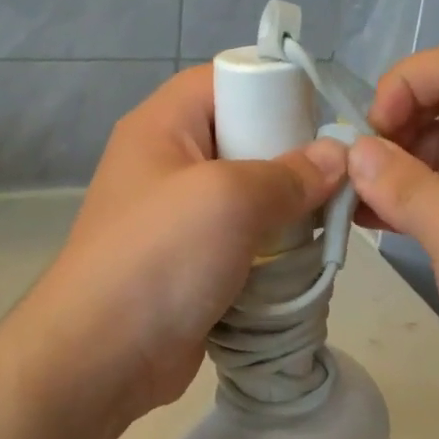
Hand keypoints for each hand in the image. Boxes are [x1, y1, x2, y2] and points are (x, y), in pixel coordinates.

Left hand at [0, 67, 346, 438]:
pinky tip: (305, 260)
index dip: (274, 89)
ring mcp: (177, 217)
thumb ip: (289, 174)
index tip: (323, 121)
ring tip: (328, 223)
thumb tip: (337, 157)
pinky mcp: (190, 263)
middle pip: (242, 138)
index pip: (224, 80)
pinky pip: (242, 240)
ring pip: (247, 195)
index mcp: (163, 126)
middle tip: (335, 180)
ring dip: (286, 210)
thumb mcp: (229, 200)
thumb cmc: (160, 258)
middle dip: (290, 158)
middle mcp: (167, 163)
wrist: (101, 358)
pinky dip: (271, 248)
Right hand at [348, 45, 438, 438]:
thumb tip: (354, 151)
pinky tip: (364, 224)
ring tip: (344, 203)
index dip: (404, 85)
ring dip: (387, 170)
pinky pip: (435, 199)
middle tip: (347, 176)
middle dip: (388, 131)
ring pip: (432, 156)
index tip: (368, 137)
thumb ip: (405, 185)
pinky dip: (399, 203)